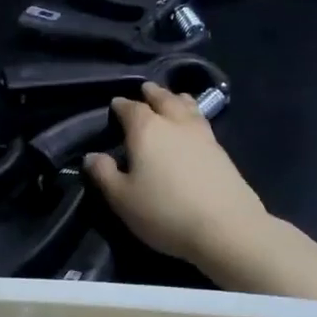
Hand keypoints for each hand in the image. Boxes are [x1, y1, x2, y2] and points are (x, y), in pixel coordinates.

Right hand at [85, 83, 268, 265]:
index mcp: (146, 130)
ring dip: (177, 99)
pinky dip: (193, 115)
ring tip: (173, 98)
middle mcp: (175, 123)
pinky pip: (202, 121)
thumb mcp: (122, 199)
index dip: (121, 106)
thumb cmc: (164, 212)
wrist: (225, 227)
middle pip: (163, 99)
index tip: (115, 105)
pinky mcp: (222, 151)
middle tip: (146, 89)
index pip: (130, 108)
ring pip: (188, 107)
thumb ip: (104, 174)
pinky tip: (193, 124)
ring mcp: (203, 135)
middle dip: (152, 94)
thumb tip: (91, 156)